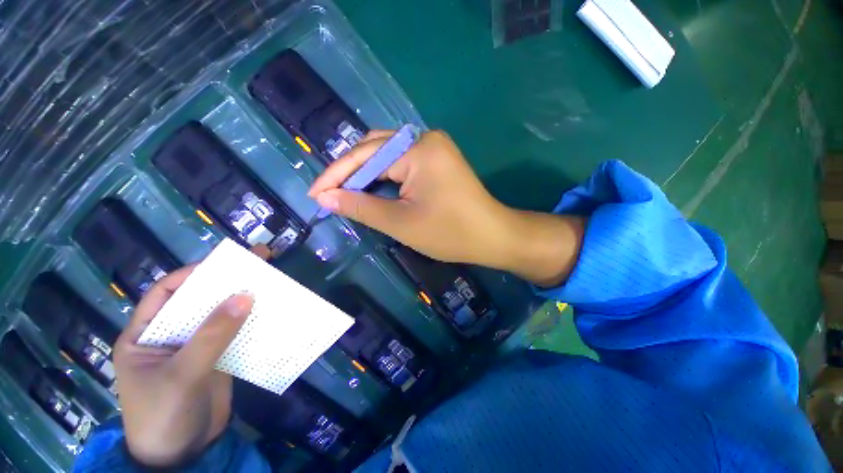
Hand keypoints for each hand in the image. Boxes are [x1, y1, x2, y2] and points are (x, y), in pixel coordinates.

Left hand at [113, 266, 253, 466]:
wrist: (182, 457)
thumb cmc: (163, 415)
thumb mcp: (183, 375)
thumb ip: (212, 335)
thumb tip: (246, 295)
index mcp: (145, 335)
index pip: (165, 293)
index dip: (193, 274)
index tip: (225, 263)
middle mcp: (169, 337)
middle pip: (198, 301)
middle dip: (225, 282)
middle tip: (258, 262)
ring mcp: (195, 348)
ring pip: (220, 316)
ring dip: (242, 300)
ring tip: (270, 283)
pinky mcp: (216, 359)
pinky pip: (234, 334)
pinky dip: (251, 322)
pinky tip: (269, 312)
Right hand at [309, 130, 584, 286]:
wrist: (493, 236)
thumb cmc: (450, 233)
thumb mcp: (401, 223)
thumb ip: (361, 207)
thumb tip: (326, 197)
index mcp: (418, 149)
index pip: (365, 157)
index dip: (336, 176)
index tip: (315, 195)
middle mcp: (426, 138)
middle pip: (375, 149)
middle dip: (351, 173)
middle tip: (331, 196)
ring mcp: (435, 147)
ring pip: (388, 155)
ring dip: (367, 174)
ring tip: (348, 195)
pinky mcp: (439, 158)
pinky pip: (403, 162)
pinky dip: (386, 176)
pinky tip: (374, 189)